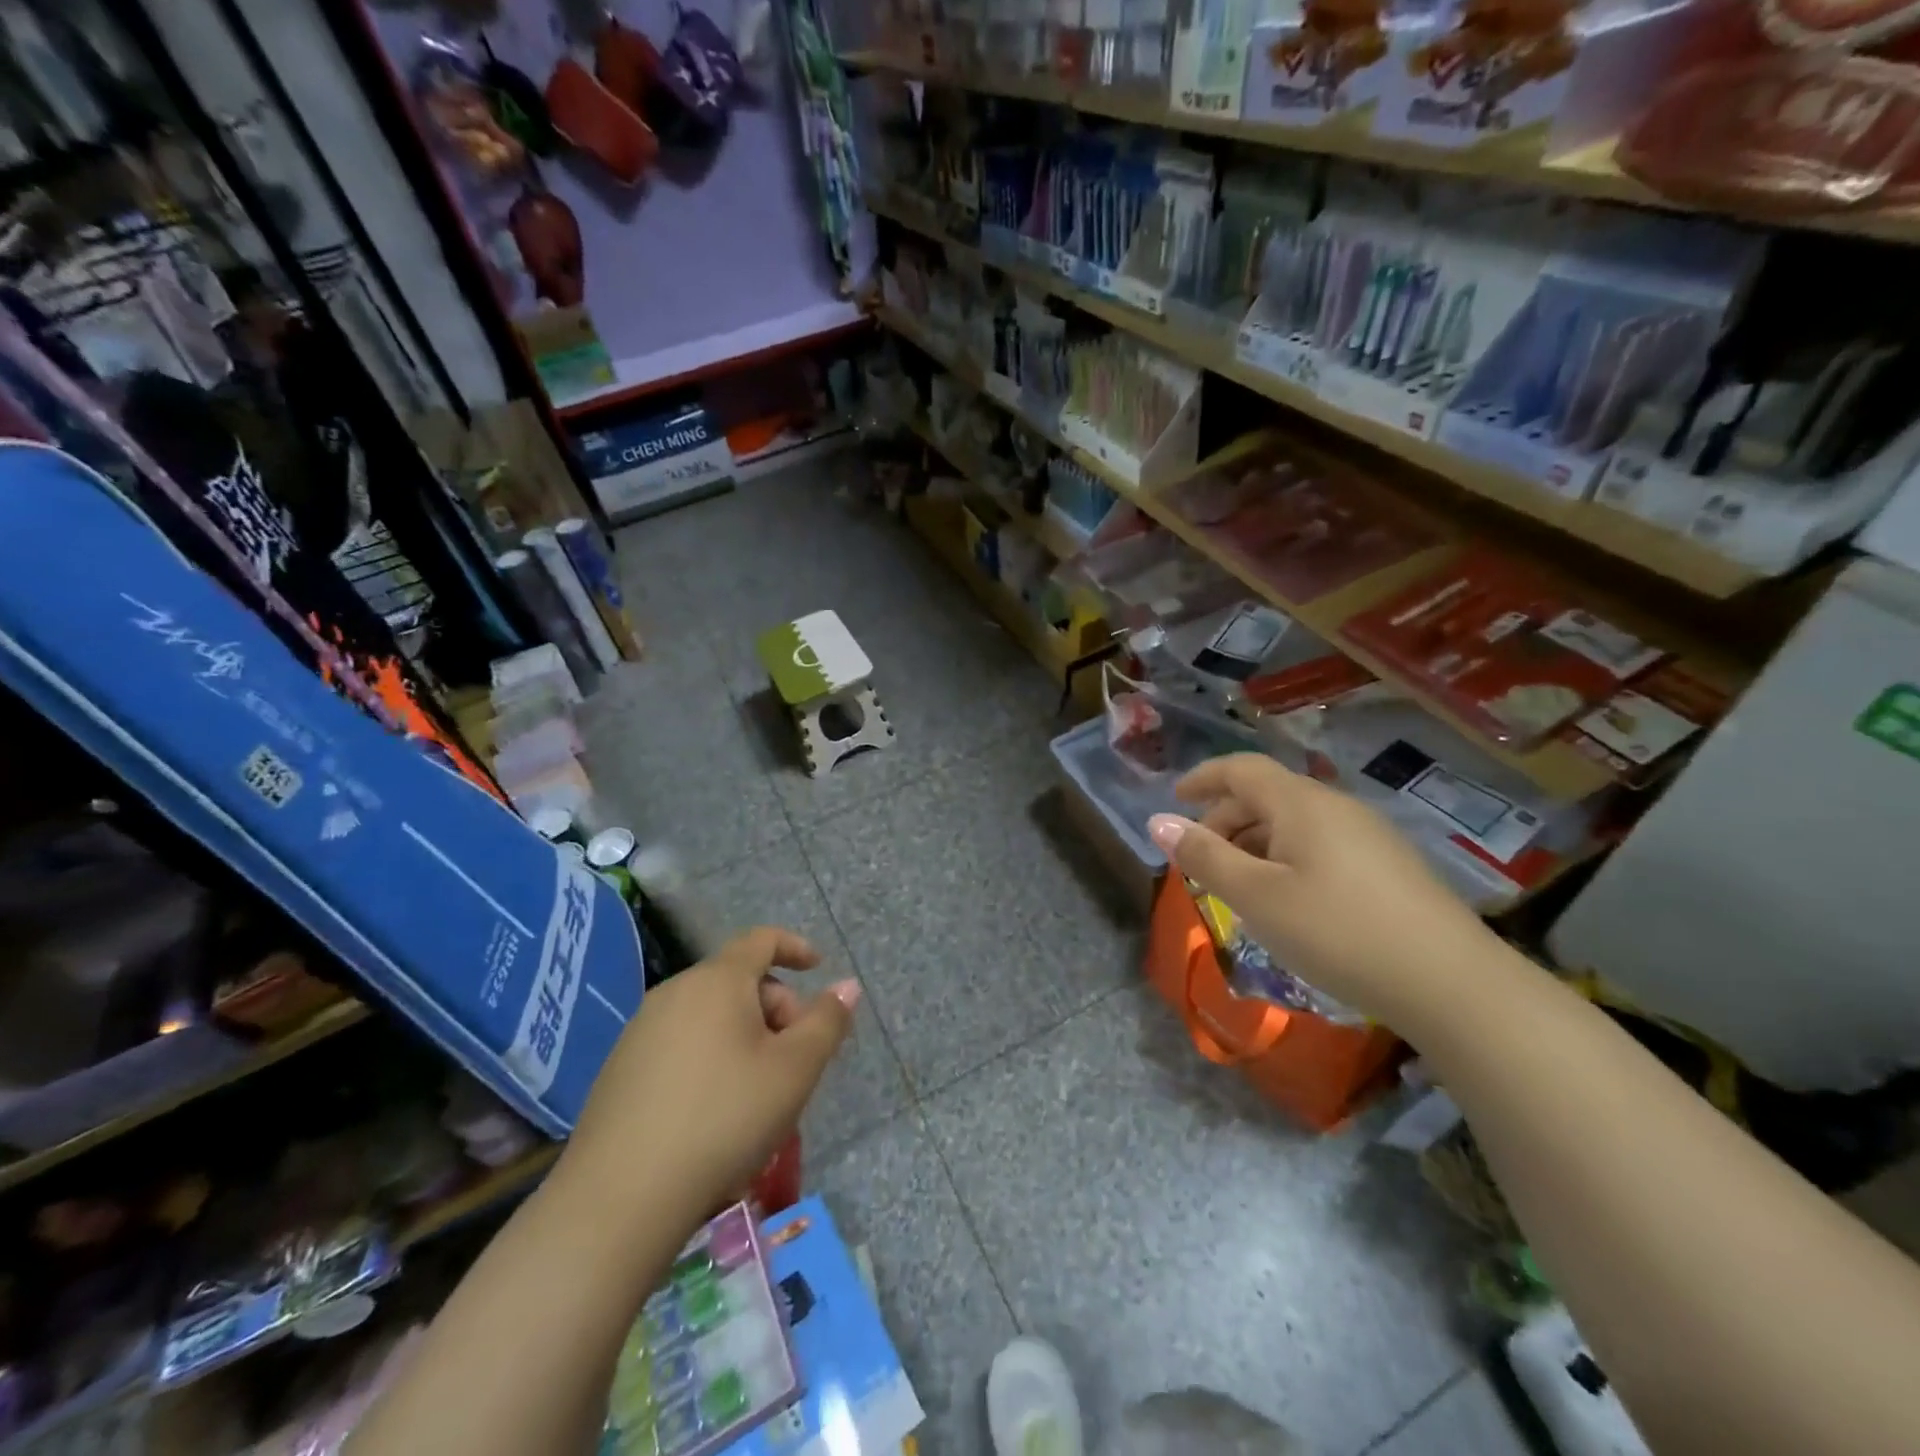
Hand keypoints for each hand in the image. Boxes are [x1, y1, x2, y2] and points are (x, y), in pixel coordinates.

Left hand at [564, 927, 858, 1221]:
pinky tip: (715, 1111)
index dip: (795, 947)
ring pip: (710, 1015)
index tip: (818, 968)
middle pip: (738, 980)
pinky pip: (681, 1043)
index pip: (761, 940)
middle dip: (776, 1007)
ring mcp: (640, 1030)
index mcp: (717, 981)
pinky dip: (710, 1058)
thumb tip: (847, 985)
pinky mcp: (620, 1069)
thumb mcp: (794, 1070)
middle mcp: (674, 992)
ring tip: (760, 1091)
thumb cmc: (723, 1119)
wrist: (619, 1198)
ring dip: (745, 1036)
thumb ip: (827, 1022)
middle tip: (796, 1058)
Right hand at [1148, 754, 1490, 1025]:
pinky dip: (1286, 858)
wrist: (1451, 983)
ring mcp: (1369, 835)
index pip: (1242, 768)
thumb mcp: (1256, 896)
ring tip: (1238, 885)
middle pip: (1267, 795)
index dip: (1203, 777)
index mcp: (1301, 803)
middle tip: (1201, 859)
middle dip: (1225, 819)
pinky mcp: (1390, 866)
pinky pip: (1320, 844)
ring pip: (1295, 822)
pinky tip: (1288, 900)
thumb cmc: (1337, 931)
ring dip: (1255, 842)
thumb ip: (1204, 857)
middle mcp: (1336, 806)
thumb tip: (1158, 822)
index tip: (1175, 797)